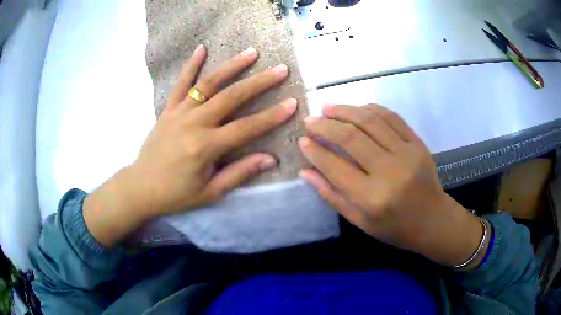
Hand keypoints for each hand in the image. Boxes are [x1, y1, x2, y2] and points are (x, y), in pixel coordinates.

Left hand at [83, 46, 297, 246]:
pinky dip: (190, 65)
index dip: (272, 116)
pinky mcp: (167, 110)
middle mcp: (193, 124)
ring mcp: (179, 113)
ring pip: (208, 84)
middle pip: (231, 97)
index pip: (246, 128)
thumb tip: (270, 159)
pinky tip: (202, 48)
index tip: (292, 103)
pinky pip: (180, 84)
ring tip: (251, 53)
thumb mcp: (210, 192)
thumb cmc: (176, 194)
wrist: (141, 187)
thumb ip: (239, 173)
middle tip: (280, 69)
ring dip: (231, 66)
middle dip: (259, 82)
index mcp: (205, 147)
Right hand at [299, 104, 485, 268]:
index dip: (315, 151)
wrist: (433, 220)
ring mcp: (407, 153)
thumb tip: (305, 172)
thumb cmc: (394, 228)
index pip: (335, 166)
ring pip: (370, 120)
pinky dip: (370, 108)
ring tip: (327, 108)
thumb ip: (332, 196)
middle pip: (351, 137)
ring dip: (345, 110)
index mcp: (372, 197)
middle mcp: (389, 171)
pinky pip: (391, 117)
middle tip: (310, 120)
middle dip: (325, 125)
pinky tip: (356, 109)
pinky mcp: (417, 143)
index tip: (302, 140)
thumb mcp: (360, 221)